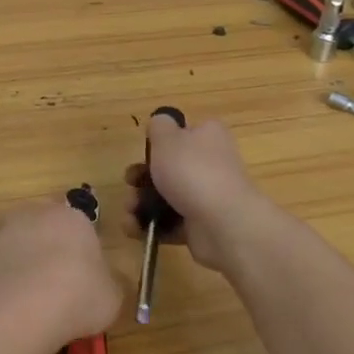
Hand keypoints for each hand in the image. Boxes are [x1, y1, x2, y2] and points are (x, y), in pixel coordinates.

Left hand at [0, 200, 122, 350]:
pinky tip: (9, 302)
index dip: (80, 248)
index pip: (79, 224)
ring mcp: (4, 231)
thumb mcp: (113, 296)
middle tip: (56, 281)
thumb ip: (109, 282)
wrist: (23, 311)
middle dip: (48, 246)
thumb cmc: (78, 296)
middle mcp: (35, 214)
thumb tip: (104, 282)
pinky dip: (1, 276)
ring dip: (22, 259)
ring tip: (30, 295)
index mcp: (72, 218)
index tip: (82, 273)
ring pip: (17, 241)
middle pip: (44, 225)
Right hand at [123, 115, 280, 274]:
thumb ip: (159, 125)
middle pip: (169, 167)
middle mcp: (211, 164)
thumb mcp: (167, 136)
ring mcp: (206, 196)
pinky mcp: (201, 225)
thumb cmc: (192, 171)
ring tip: (128, 211)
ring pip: (166, 196)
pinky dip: (151, 226)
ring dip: (140, 203)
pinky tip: (133, 229)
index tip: (145, 151)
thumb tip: (160, 125)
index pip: (183, 132)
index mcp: (208, 136)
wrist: (224, 225)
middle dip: (141, 177)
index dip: (161, 141)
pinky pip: (170, 223)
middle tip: (129, 183)